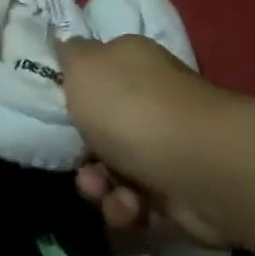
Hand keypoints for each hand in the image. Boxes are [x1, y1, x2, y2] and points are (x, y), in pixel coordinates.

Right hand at [58, 34, 221, 244]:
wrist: (198, 167)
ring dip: (100, 187)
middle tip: (79, 162)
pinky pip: (137, 203)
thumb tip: (67, 46)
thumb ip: (69, 54)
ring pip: (113, 170)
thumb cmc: (131, 108)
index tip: (56, 112)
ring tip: (104, 192)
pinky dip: (127, 209)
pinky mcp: (178, 190)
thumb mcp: (83, 66)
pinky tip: (131, 208)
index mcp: (131, 63)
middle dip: (82, 153)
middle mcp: (152, 100)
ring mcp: (167, 146)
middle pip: (100, 128)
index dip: (73, 93)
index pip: (96, 72)